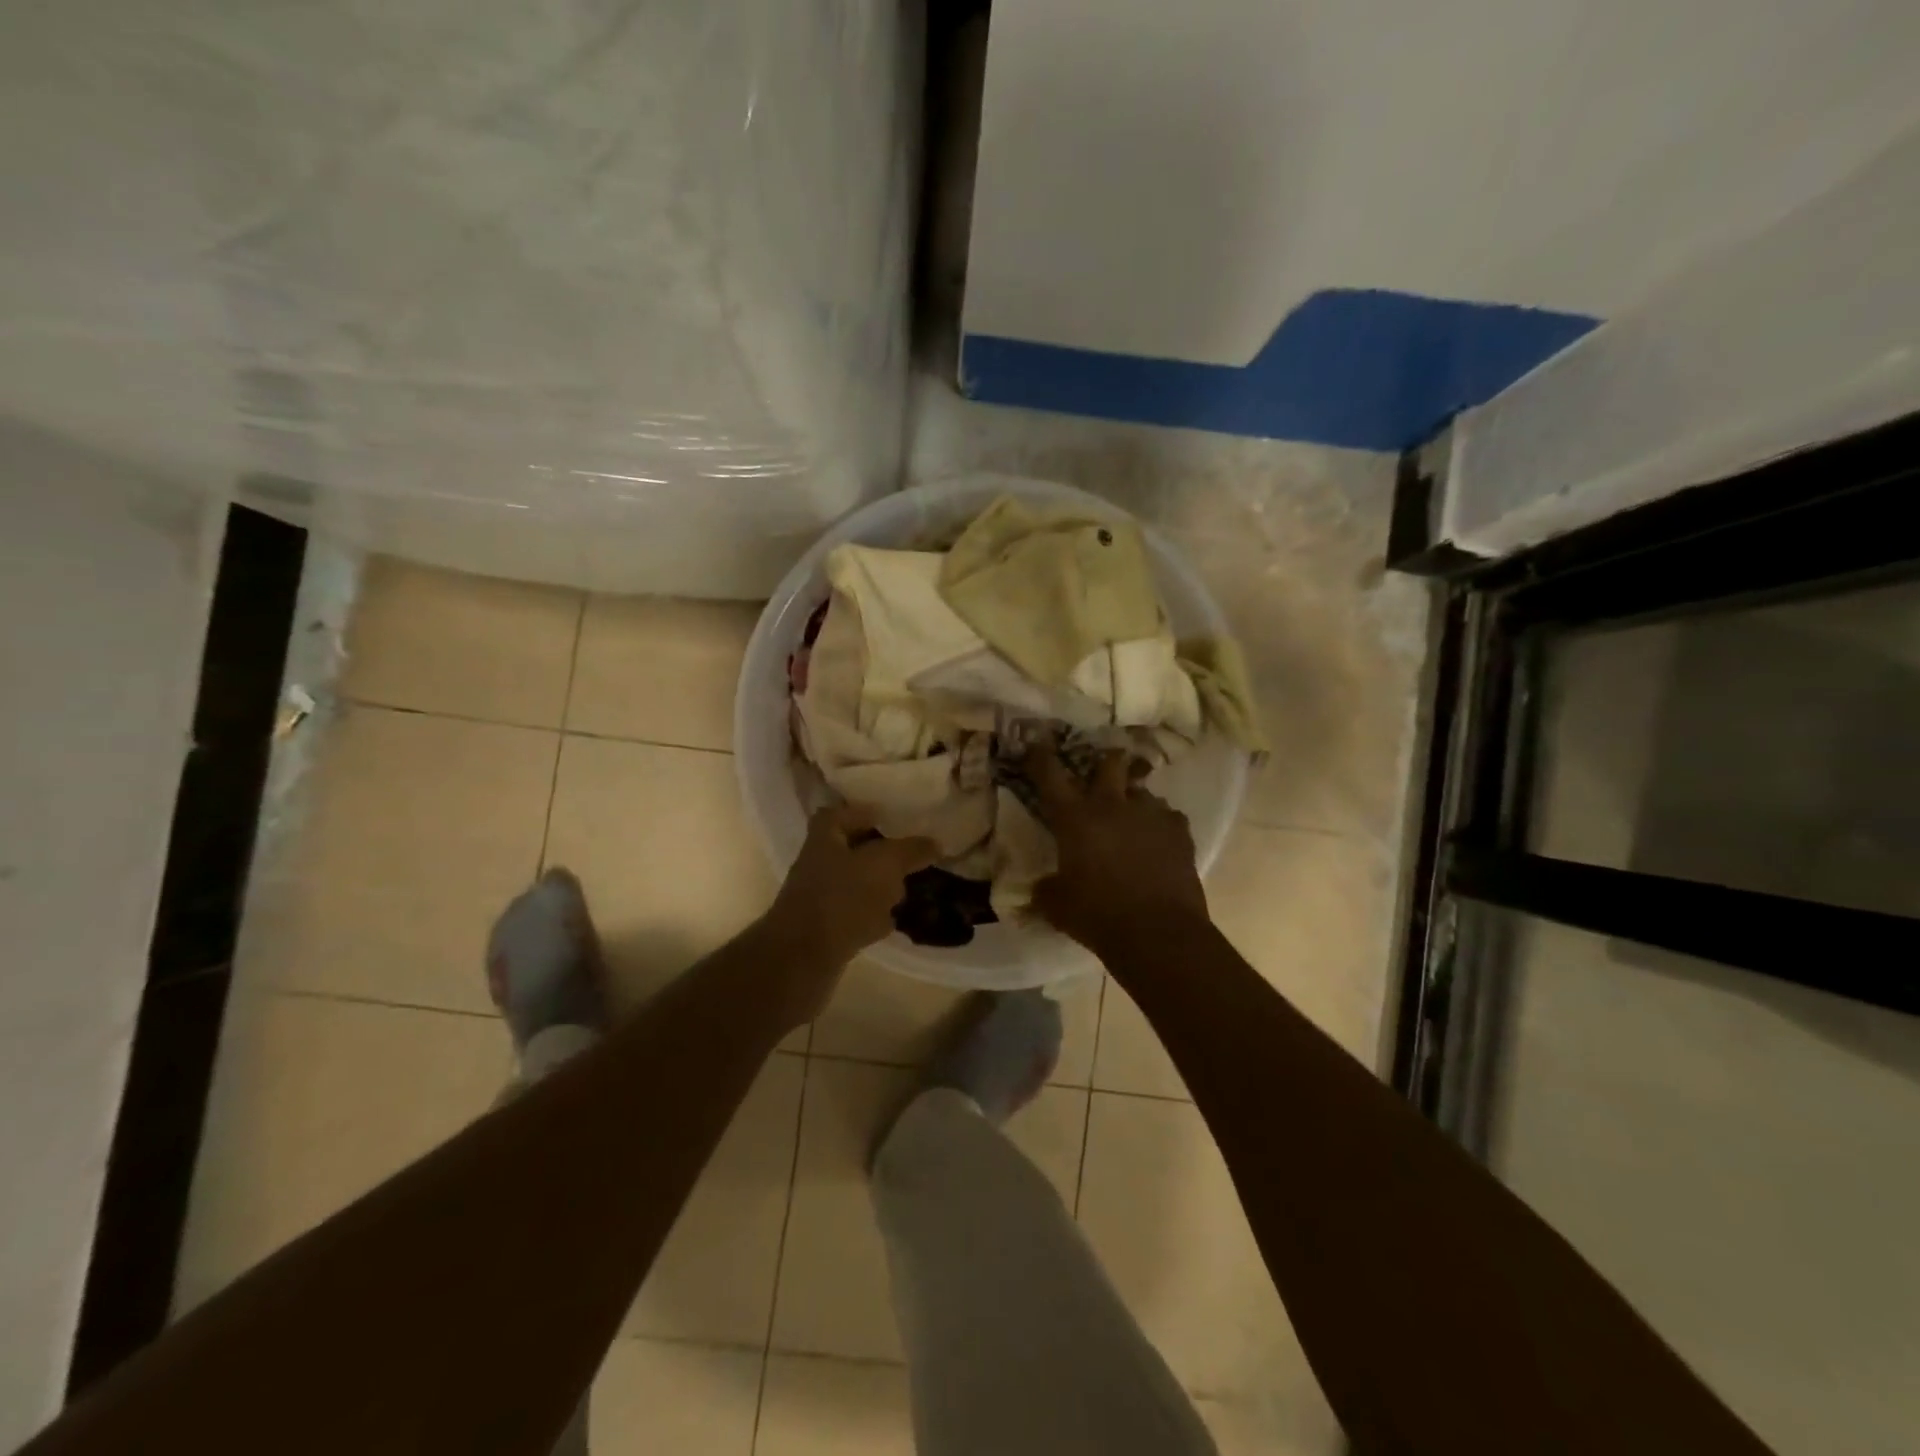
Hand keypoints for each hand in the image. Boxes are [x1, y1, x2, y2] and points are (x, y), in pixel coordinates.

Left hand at [763, 805, 938, 974]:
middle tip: (910, 855)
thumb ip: (910, 850)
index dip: (864, 813)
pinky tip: (897, 920)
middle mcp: (818, 864)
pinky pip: (855, 915)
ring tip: (909, 887)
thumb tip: (935, 842)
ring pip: (855, 884)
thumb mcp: (884, 864)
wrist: (804, 958)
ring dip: (880, 886)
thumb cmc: (842, 897)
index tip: (893, 819)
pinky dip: (874, 916)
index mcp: (825, 837)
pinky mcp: (826, 929)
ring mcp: (820, 898)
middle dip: (880, 853)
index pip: (841, 814)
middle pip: (851, 850)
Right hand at [1027, 744, 1209, 953]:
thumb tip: (1040, 887)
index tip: (1035, 743)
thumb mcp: (1058, 906)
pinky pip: (1168, 816)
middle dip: (1105, 763)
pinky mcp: (1179, 831)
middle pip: (1110, 762)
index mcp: (1075, 818)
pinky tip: (1158, 843)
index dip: (1040, 756)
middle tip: (1101, 776)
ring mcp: (1150, 814)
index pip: (1050, 775)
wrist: (1158, 933)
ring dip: (1133, 800)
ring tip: (1132, 821)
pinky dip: (1159, 825)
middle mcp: (1112, 805)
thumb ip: (1046, 890)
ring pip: (1142, 790)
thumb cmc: (1098, 916)